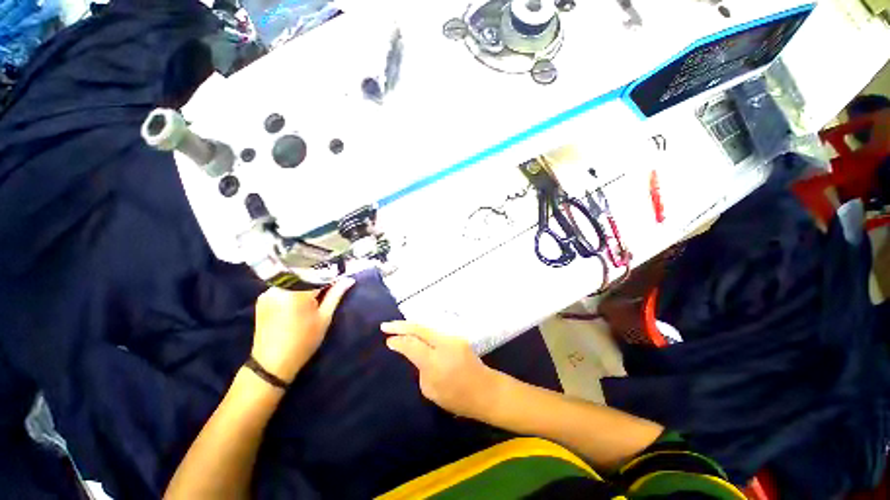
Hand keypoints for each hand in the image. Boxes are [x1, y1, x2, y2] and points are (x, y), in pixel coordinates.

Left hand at [252, 278, 354, 383]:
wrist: (271, 364)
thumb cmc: (303, 341)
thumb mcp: (324, 318)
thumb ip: (336, 295)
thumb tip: (349, 279)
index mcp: (296, 292)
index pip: (319, 274)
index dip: (331, 277)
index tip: (340, 281)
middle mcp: (279, 288)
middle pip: (305, 275)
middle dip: (318, 279)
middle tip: (329, 289)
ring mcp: (268, 292)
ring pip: (294, 280)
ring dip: (305, 284)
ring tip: (314, 296)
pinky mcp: (262, 298)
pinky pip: (283, 287)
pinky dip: (293, 289)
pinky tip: (299, 301)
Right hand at [381, 321, 502, 419]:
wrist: (485, 390)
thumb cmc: (457, 398)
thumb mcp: (431, 390)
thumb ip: (420, 368)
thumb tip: (414, 354)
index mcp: (435, 361)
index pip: (411, 345)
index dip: (398, 341)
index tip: (387, 341)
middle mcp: (444, 344)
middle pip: (419, 329)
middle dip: (400, 326)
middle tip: (385, 325)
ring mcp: (452, 338)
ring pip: (427, 327)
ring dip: (411, 326)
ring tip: (397, 327)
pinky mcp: (457, 337)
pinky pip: (435, 331)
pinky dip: (422, 330)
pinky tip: (415, 332)